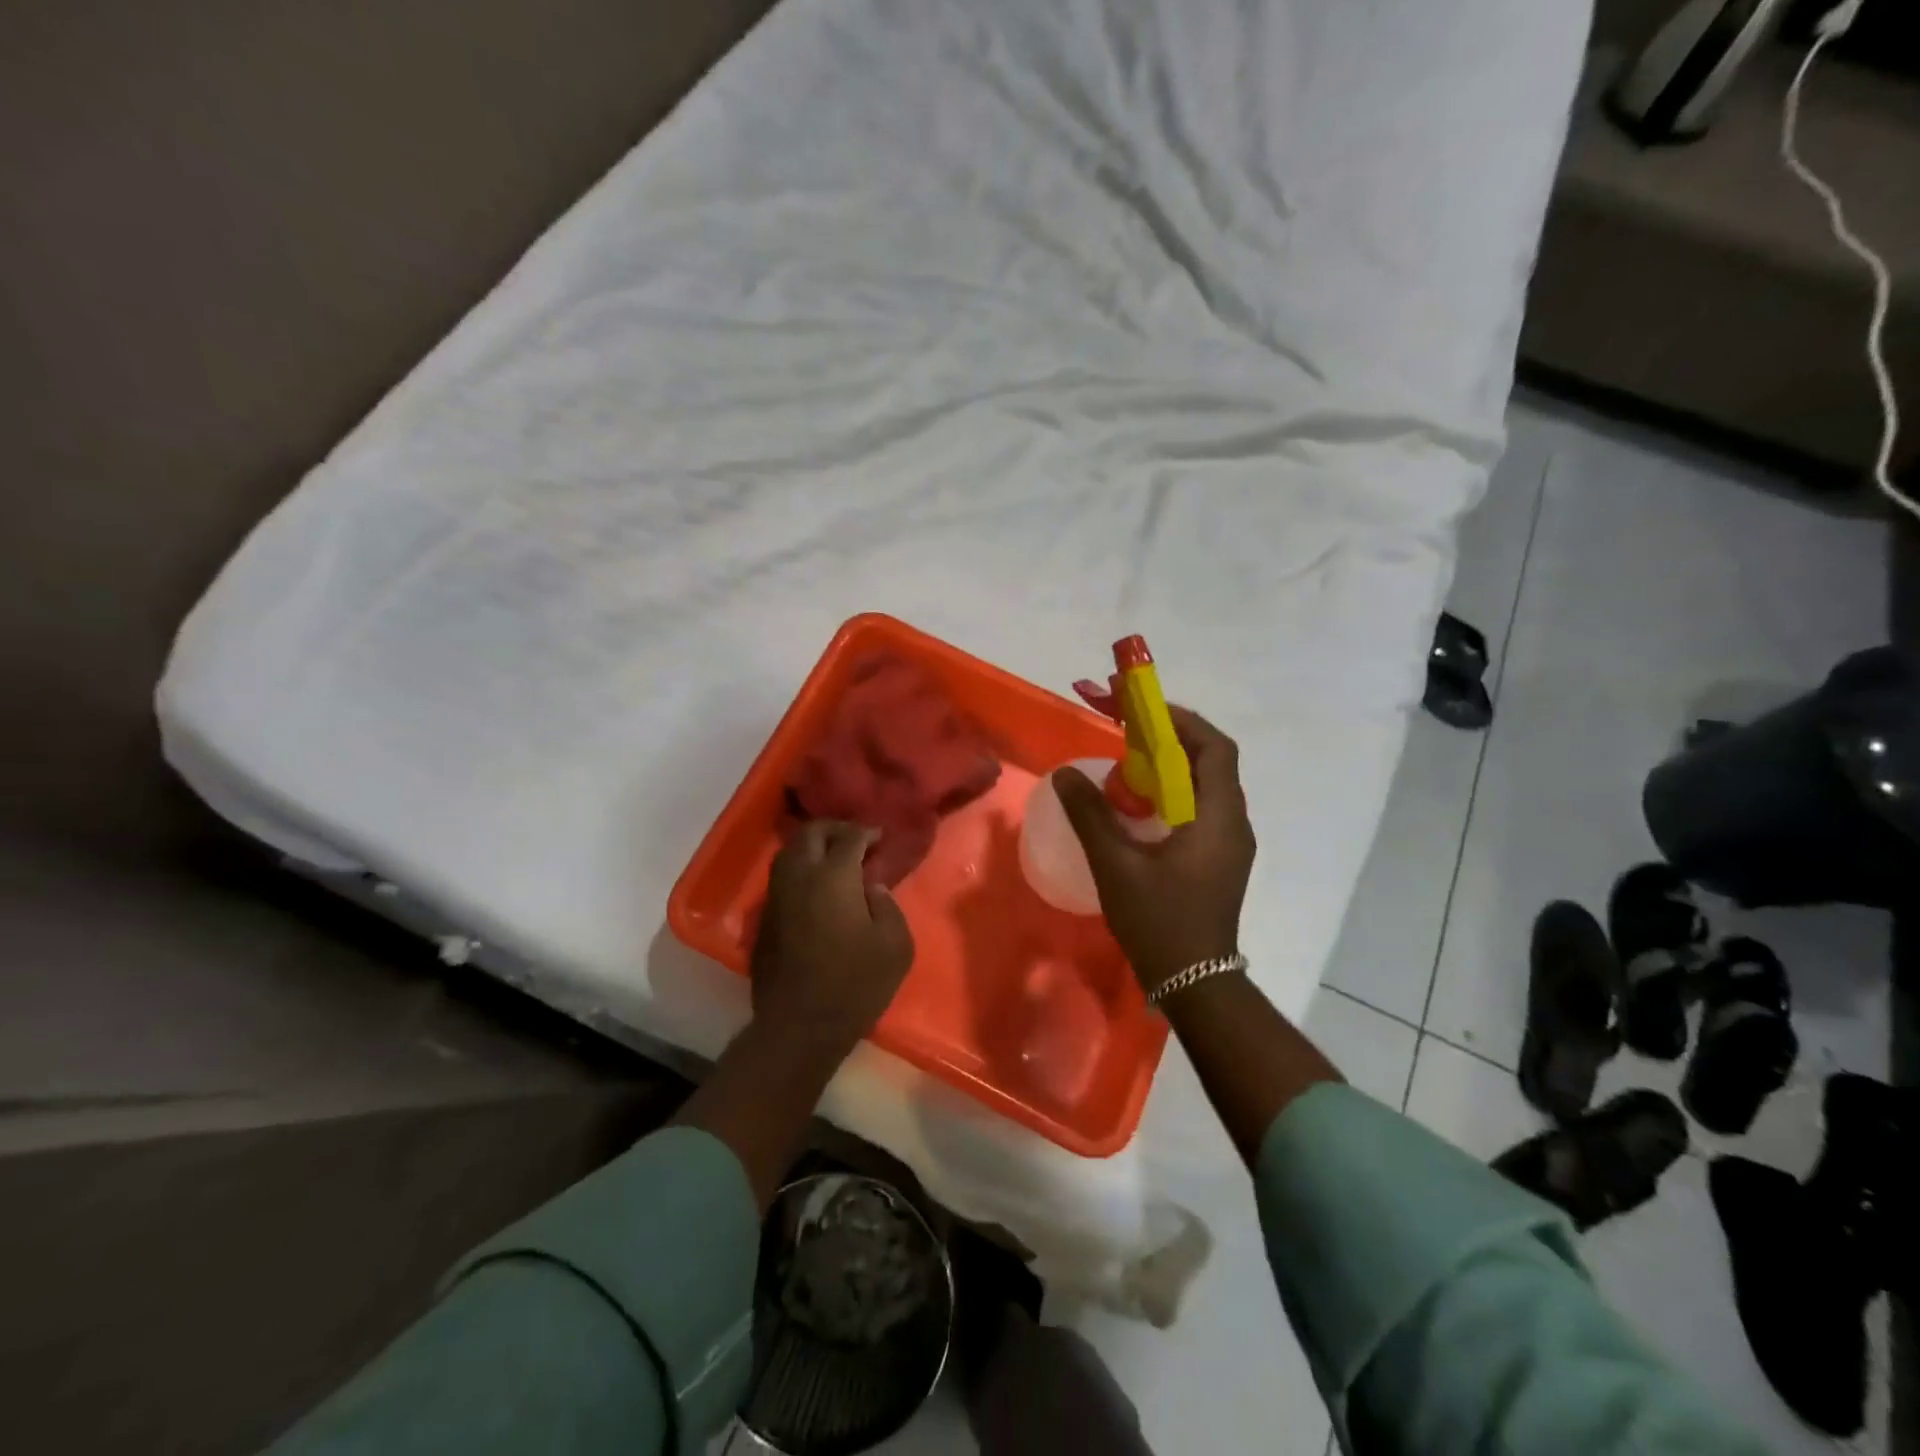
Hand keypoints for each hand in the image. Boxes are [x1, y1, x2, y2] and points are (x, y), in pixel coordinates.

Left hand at [750, 820, 915, 1055]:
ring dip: (812, 848)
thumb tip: (871, 888)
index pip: (849, 837)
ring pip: (789, 853)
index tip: (880, 837)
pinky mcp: (764, 920)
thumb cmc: (855, 984)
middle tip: (855, 839)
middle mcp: (799, 876)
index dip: (867, 832)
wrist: (799, 1026)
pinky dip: (800, 872)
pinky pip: (781, 880)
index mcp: (833, 876)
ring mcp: (776, 898)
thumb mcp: (895, 946)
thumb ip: (888, 906)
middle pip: (811, 833)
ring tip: (834, 860)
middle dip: (834, 829)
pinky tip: (816, 889)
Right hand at [1053, 706, 1254, 993]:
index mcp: (1217, 817)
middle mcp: (1232, 822)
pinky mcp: (1217, 859)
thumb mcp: (1116, 866)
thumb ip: (1090, 815)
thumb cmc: (1160, 922)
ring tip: (1124, 762)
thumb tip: (1064, 774)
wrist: (1195, 984)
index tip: (1139, 708)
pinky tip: (1136, 805)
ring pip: (1203, 785)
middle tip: (1125, 729)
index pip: (1213, 747)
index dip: (1179, 719)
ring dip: (1167, 766)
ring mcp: (1228, 843)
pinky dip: (1169, 792)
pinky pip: (1197, 808)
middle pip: (1209, 761)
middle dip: (1168, 737)